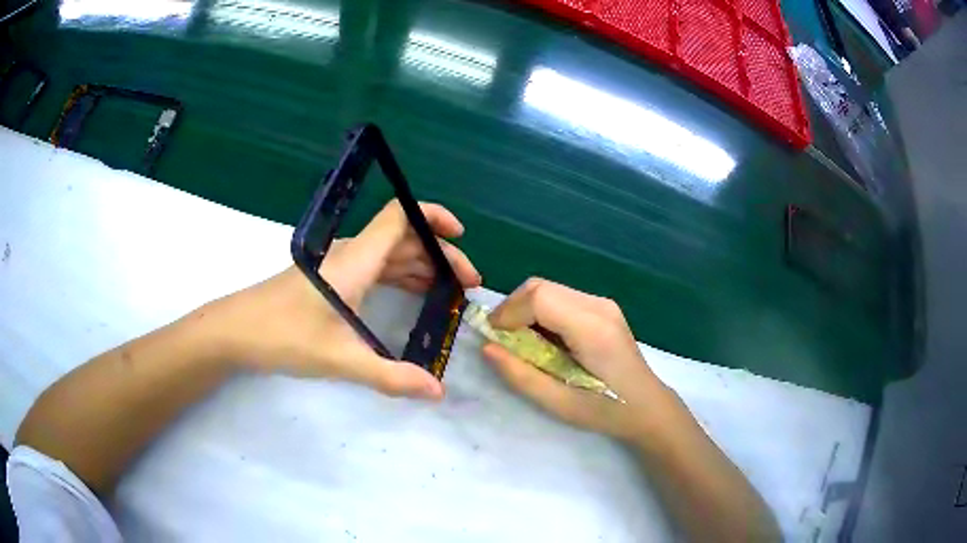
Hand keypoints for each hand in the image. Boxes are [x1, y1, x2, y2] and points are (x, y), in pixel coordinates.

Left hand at [203, 200, 480, 399]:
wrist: (236, 332)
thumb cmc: (284, 336)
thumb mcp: (341, 359)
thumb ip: (391, 377)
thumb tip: (436, 393)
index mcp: (355, 260)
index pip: (400, 217)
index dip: (434, 217)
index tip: (461, 234)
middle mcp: (349, 255)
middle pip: (403, 239)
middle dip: (439, 255)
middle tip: (466, 286)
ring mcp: (337, 267)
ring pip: (388, 255)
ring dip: (420, 268)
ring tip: (447, 293)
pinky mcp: (329, 281)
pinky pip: (373, 269)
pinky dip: (399, 278)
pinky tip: (411, 298)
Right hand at [482, 278, 672, 441]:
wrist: (647, 406)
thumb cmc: (606, 410)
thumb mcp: (558, 403)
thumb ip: (520, 374)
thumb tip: (487, 347)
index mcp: (591, 328)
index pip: (539, 297)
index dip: (508, 312)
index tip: (493, 337)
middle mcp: (598, 306)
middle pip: (541, 286)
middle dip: (512, 308)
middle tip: (502, 340)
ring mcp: (603, 304)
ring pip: (549, 289)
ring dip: (526, 309)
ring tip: (522, 342)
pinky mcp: (603, 308)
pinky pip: (561, 297)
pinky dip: (542, 312)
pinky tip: (545, 339)